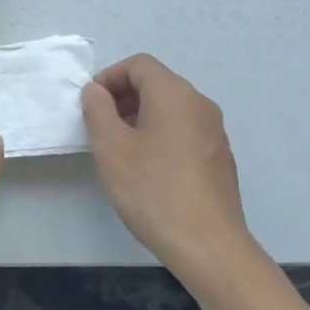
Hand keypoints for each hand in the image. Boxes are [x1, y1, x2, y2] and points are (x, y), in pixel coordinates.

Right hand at [81, 55, 261, 289]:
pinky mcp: (219, 157)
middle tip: (99, 127)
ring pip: (170, 109)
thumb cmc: (153, 191)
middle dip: (123, 97)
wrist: (208, 245)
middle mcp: (200, 105)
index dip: (109, 77)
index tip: (90, 105)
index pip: (139, 65)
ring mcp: (214, 132)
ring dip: (139, 117)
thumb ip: (98, 110)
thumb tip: (96, 91)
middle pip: (157, 83)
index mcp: (175, 94)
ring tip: (119, 150)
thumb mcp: (111, 148)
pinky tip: (146, 170)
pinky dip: (159, 135)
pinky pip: (183, 131)